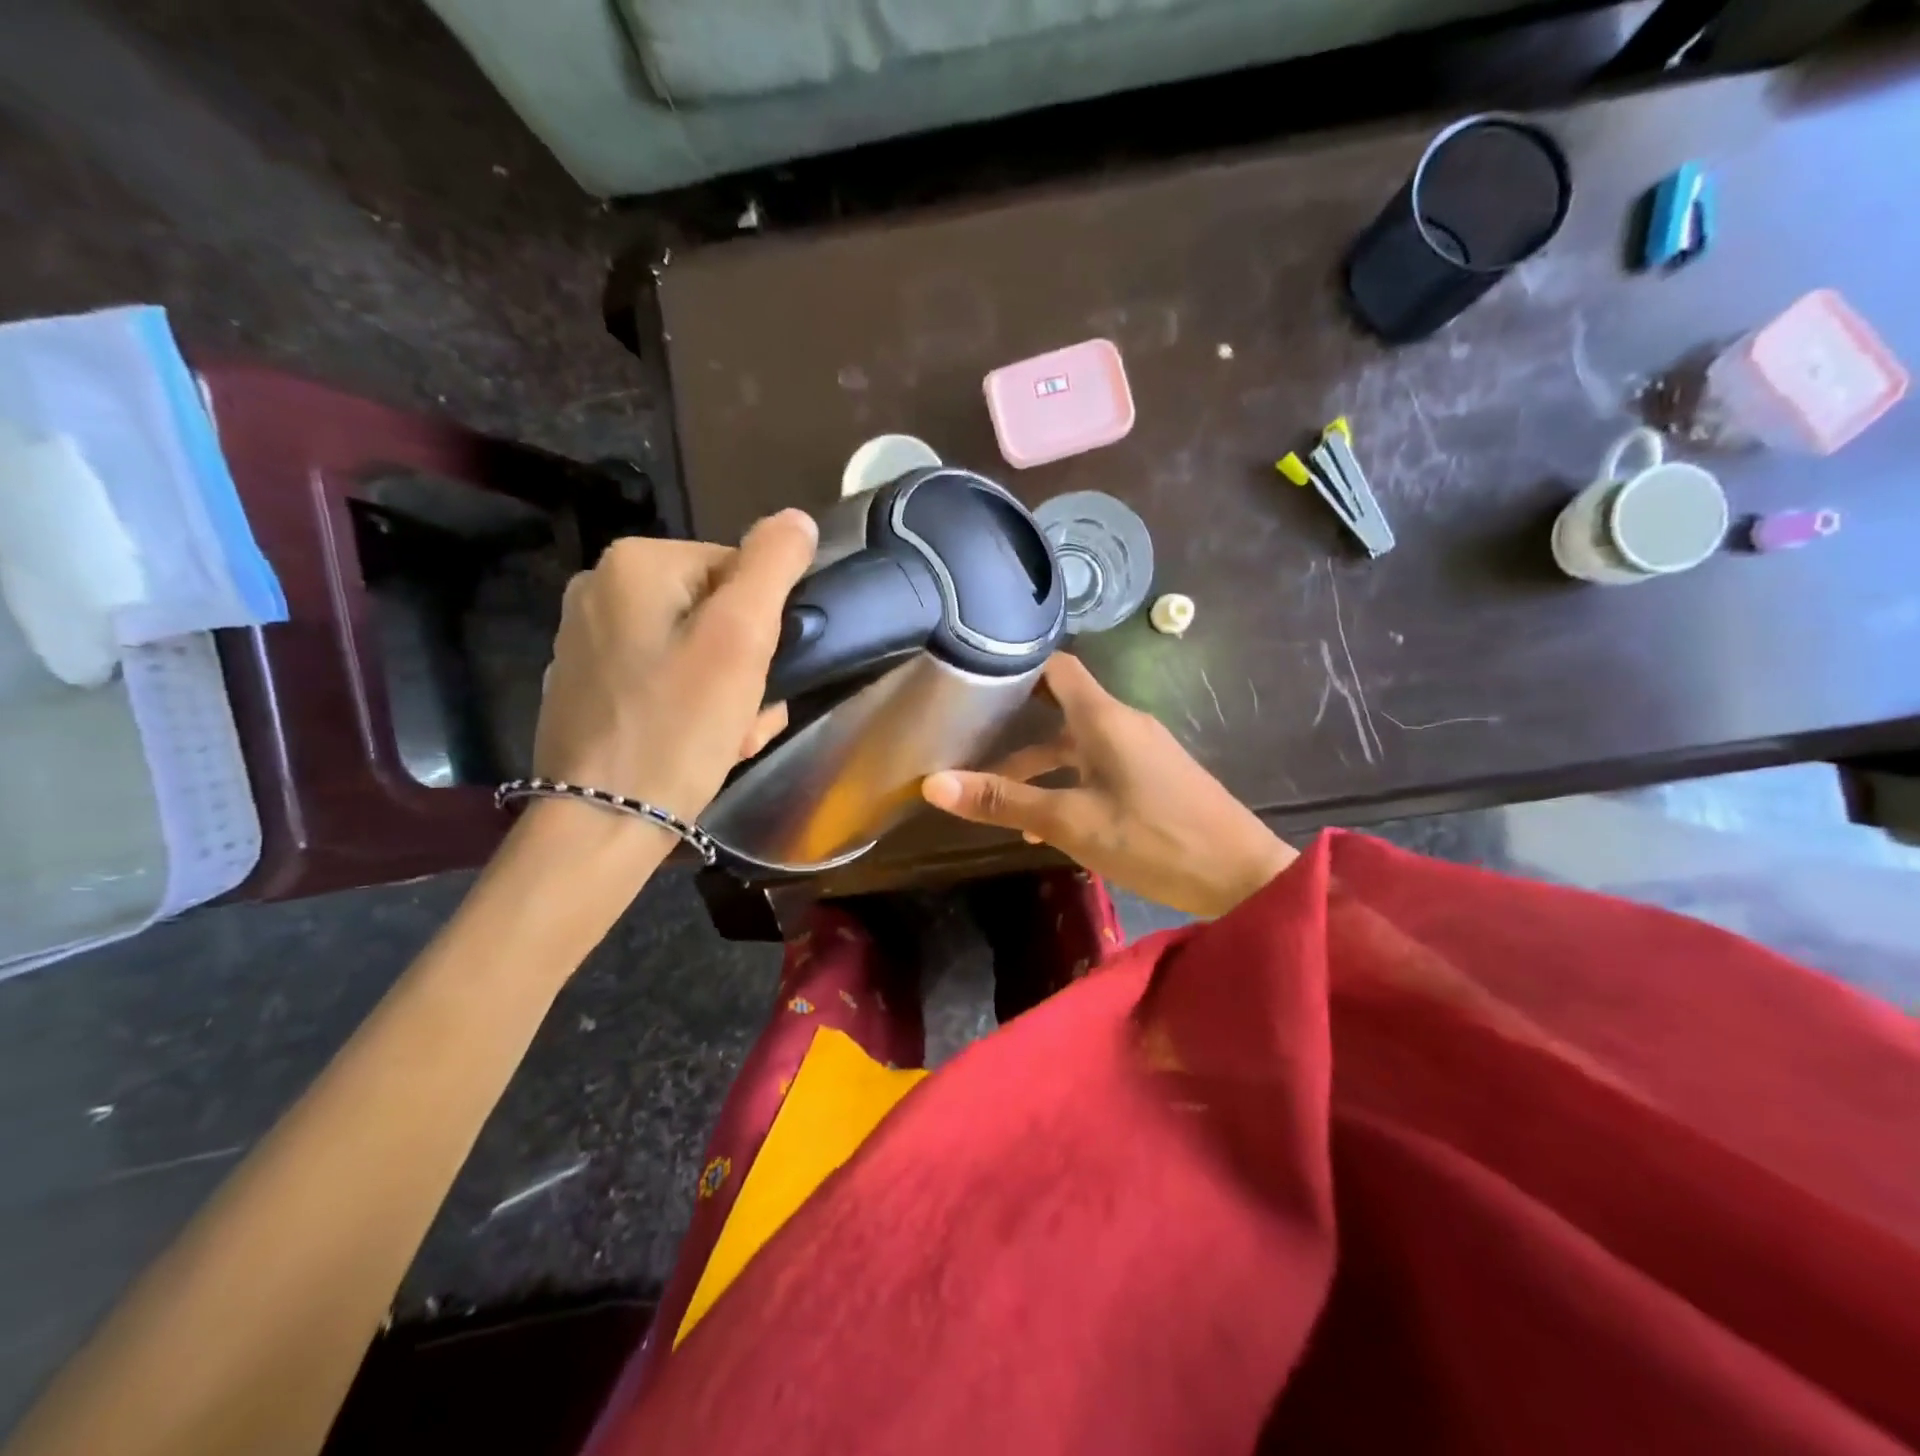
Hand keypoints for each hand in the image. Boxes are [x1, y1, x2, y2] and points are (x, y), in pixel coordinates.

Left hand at [532, 509, 817, 830]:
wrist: (602, 823)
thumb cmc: (679, 726)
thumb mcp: (740, 638)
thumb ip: (772, 567)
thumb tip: (796, 518)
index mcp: (636, 564)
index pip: (738, 570)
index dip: (765, 626)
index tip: (765, 678)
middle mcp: (600, 589)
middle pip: (714, 613)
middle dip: (745, 667)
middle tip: (748, 716)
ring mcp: (586, 639)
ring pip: (692, 650)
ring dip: (727, 692)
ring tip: (729, 737)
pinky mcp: (586, 685)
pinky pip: (661, 679)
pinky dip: (689, 706)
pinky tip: (695, 743)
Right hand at [922, 654, 1295, 917]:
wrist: (1243, 878)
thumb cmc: (1153, 840)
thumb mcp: (1070, 822)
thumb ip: (1004, 800)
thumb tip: (933, 784)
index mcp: (1104, 718)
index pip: (1055, 667)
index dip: (1016, 668)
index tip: (973, 681)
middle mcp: (1123, 722)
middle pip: (1060, 707)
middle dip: (1015, 724)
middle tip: (969, 738)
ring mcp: (1142, 749)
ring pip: (1076, 743)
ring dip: (1039, 764)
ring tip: (998, 797)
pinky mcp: (1153, 775)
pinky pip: (1099, 765)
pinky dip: (1067, 781)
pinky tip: (1045, 823)